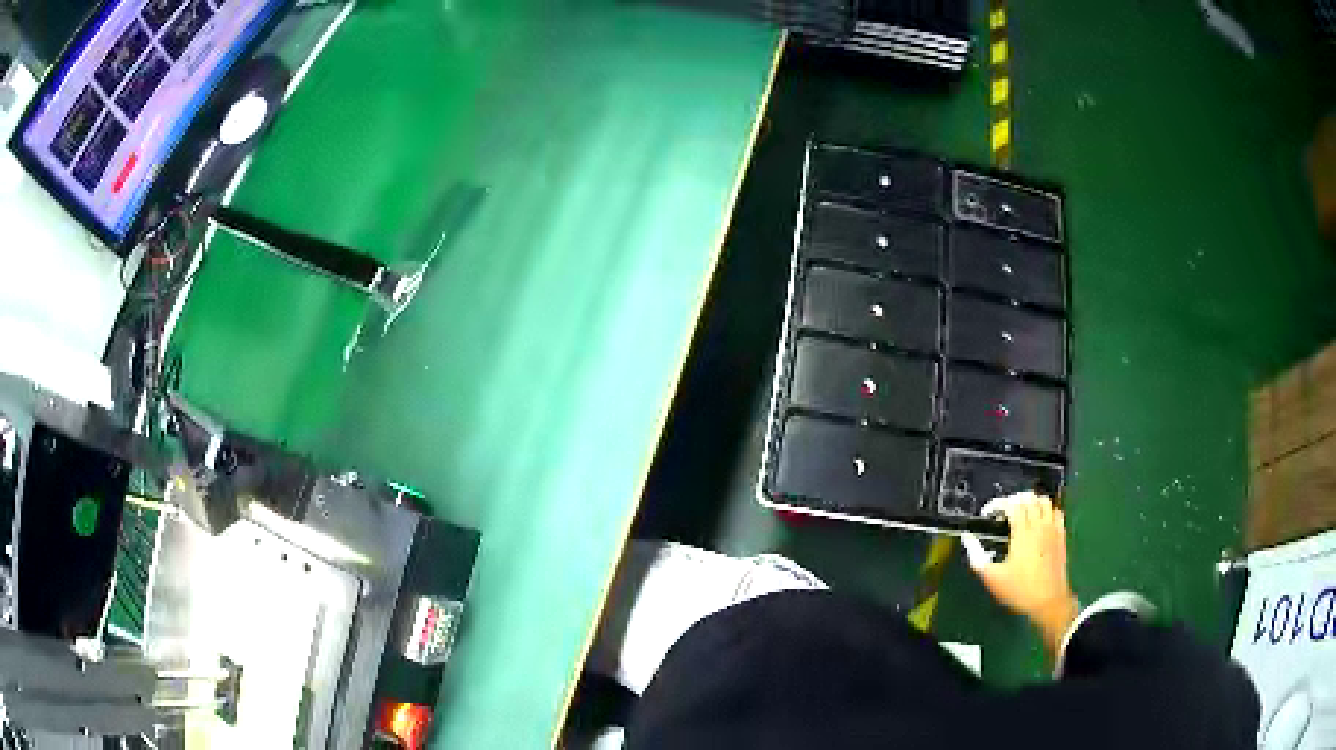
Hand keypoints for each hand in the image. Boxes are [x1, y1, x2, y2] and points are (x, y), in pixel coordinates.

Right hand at [961, 492, 1079, 655]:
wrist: (1049, 601)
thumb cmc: (1019, 590)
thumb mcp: (992, 578)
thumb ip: (977, 556)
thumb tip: (967, 538)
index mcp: (1022, 533)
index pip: (1012, 504)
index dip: (998, 503)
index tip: (988, 513)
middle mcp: (1039, 525)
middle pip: (1029, 498)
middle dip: (1014, 500)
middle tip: (1003, 512)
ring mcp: (1053, 529)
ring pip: (1044, 501)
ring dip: (1032, 502)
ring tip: (1022, 513)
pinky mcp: (1061, 535)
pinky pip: (1056, 511)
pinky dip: (1046, 510)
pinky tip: (1039, 522)